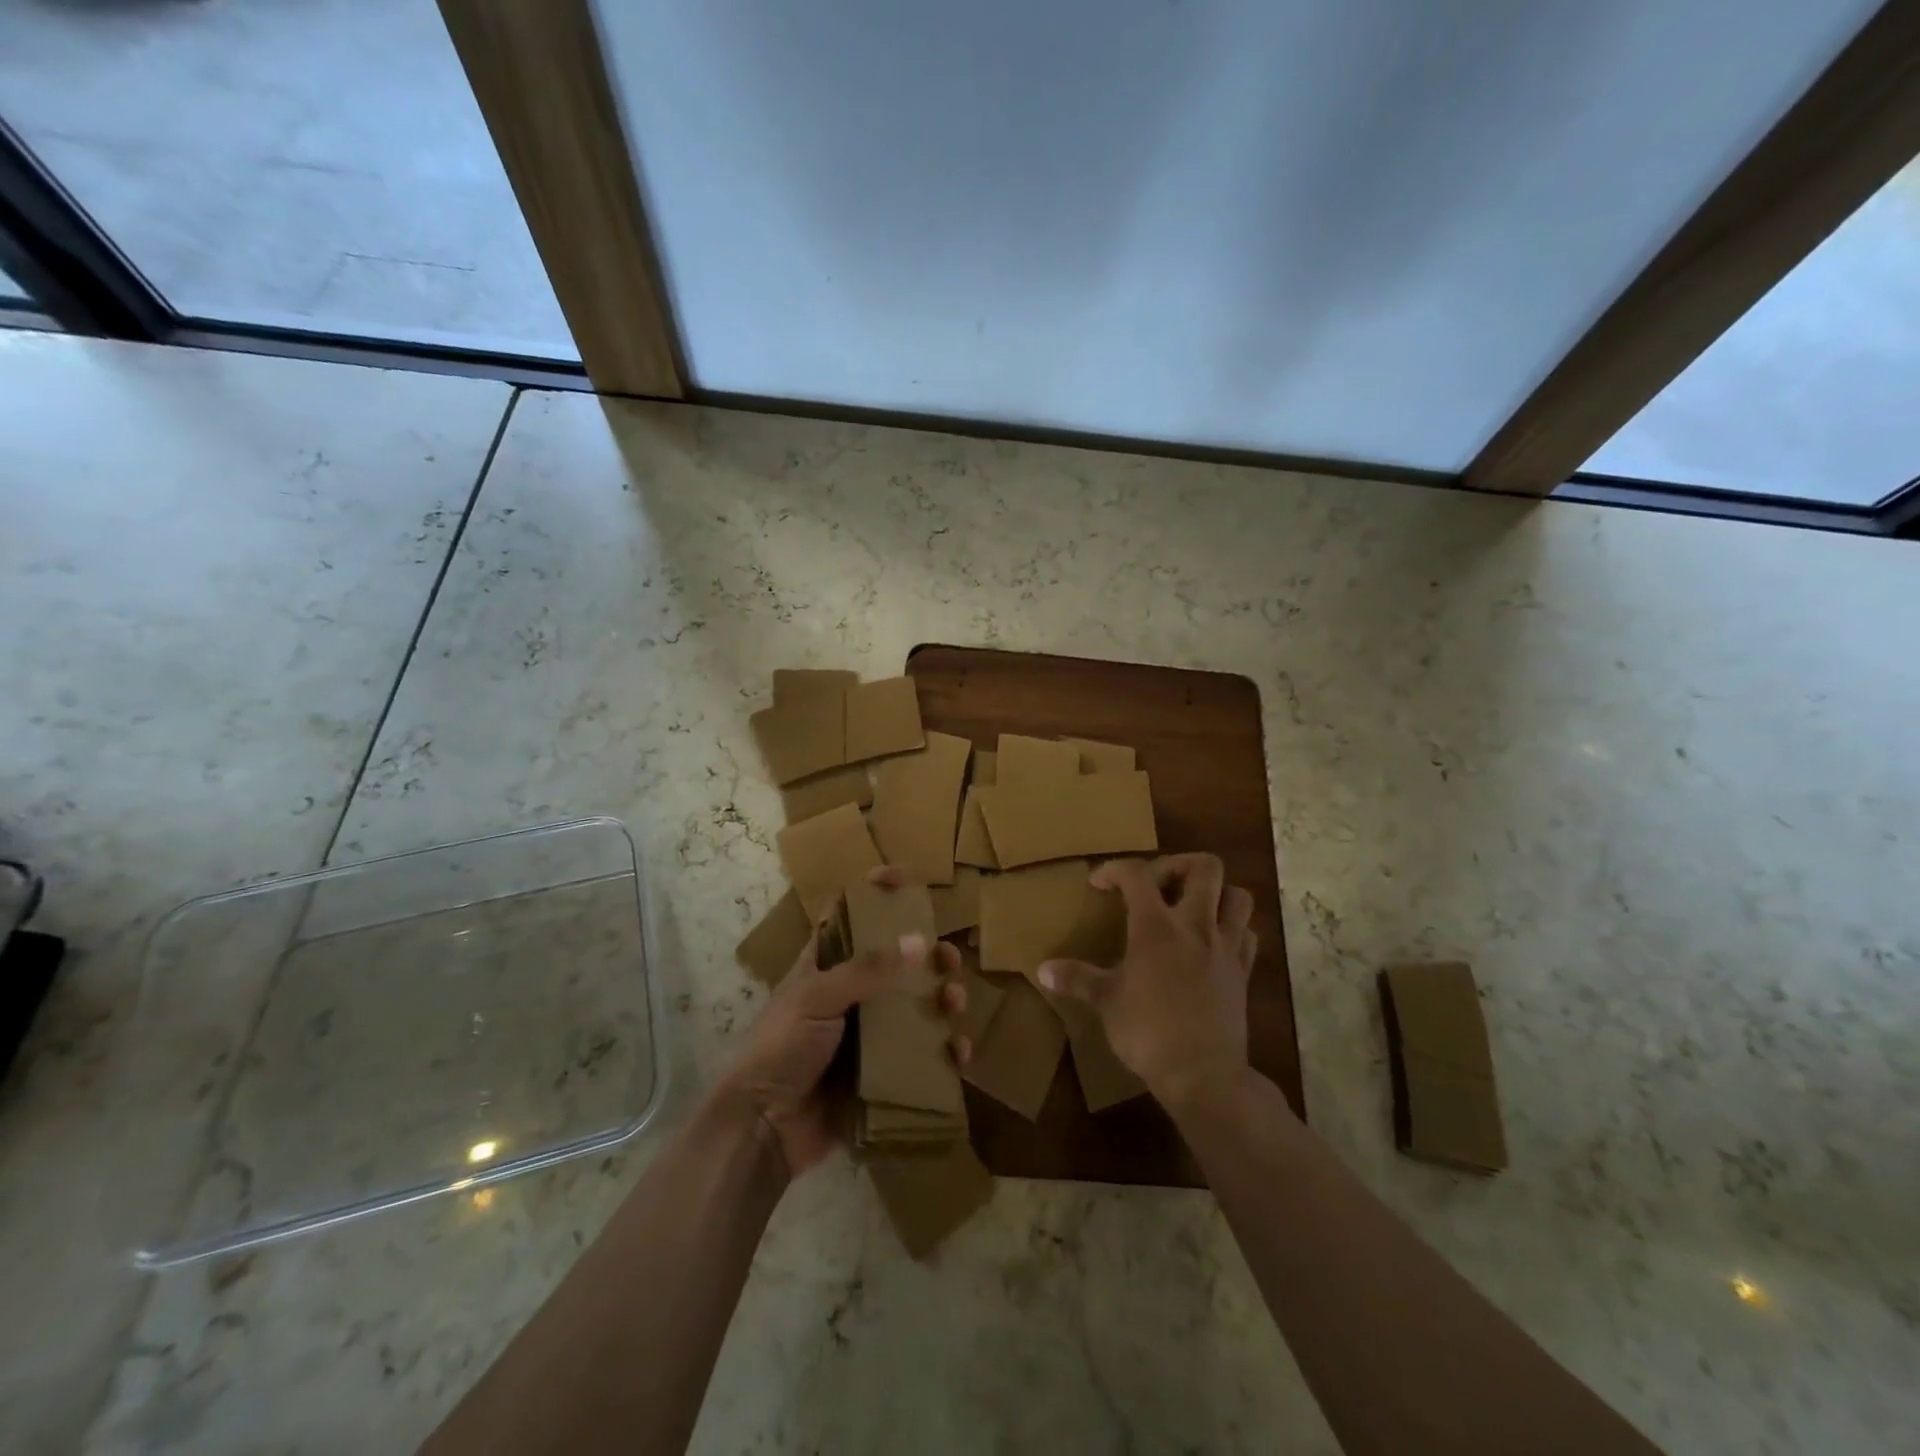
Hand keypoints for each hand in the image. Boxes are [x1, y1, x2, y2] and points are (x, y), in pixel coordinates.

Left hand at [716, 867, 968, 1179]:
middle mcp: (849, 997)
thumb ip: (867, 970)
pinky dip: (944, 1053)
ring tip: (955, 1001)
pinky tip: (959, 1052)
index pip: (849, 918)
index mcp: (824, 968)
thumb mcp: (817, 997)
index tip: (902, 877)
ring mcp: (867, 1037)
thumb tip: (920, 942)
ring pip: (915, 1008)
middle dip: (926, 957)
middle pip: (895, 965)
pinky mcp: (881, 1075)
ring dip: (941, 1000)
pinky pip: (921, 1058)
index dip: (873, 894)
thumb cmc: (780, 1048)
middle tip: (948, 958)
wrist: (762, 1130)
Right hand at [1038, 853, 1254, 1109]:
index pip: (1137, 873)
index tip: (1099, 885)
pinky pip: (1247, 934)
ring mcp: (1225, 947)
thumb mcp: (1106, 1002)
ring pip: (1237, 895)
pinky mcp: (1243, 972)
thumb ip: (1077, 978)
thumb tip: (1042, 969)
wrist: (1203, 1075)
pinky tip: (1213, 942)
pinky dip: (1233, 928)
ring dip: (1215, 893)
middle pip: (1204, 867)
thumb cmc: (1148, 1033)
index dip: (1114, 869)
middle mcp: (1195, 925)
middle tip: (1156, 885)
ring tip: (1190, 908)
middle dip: (1178, 865)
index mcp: (1156, 926)